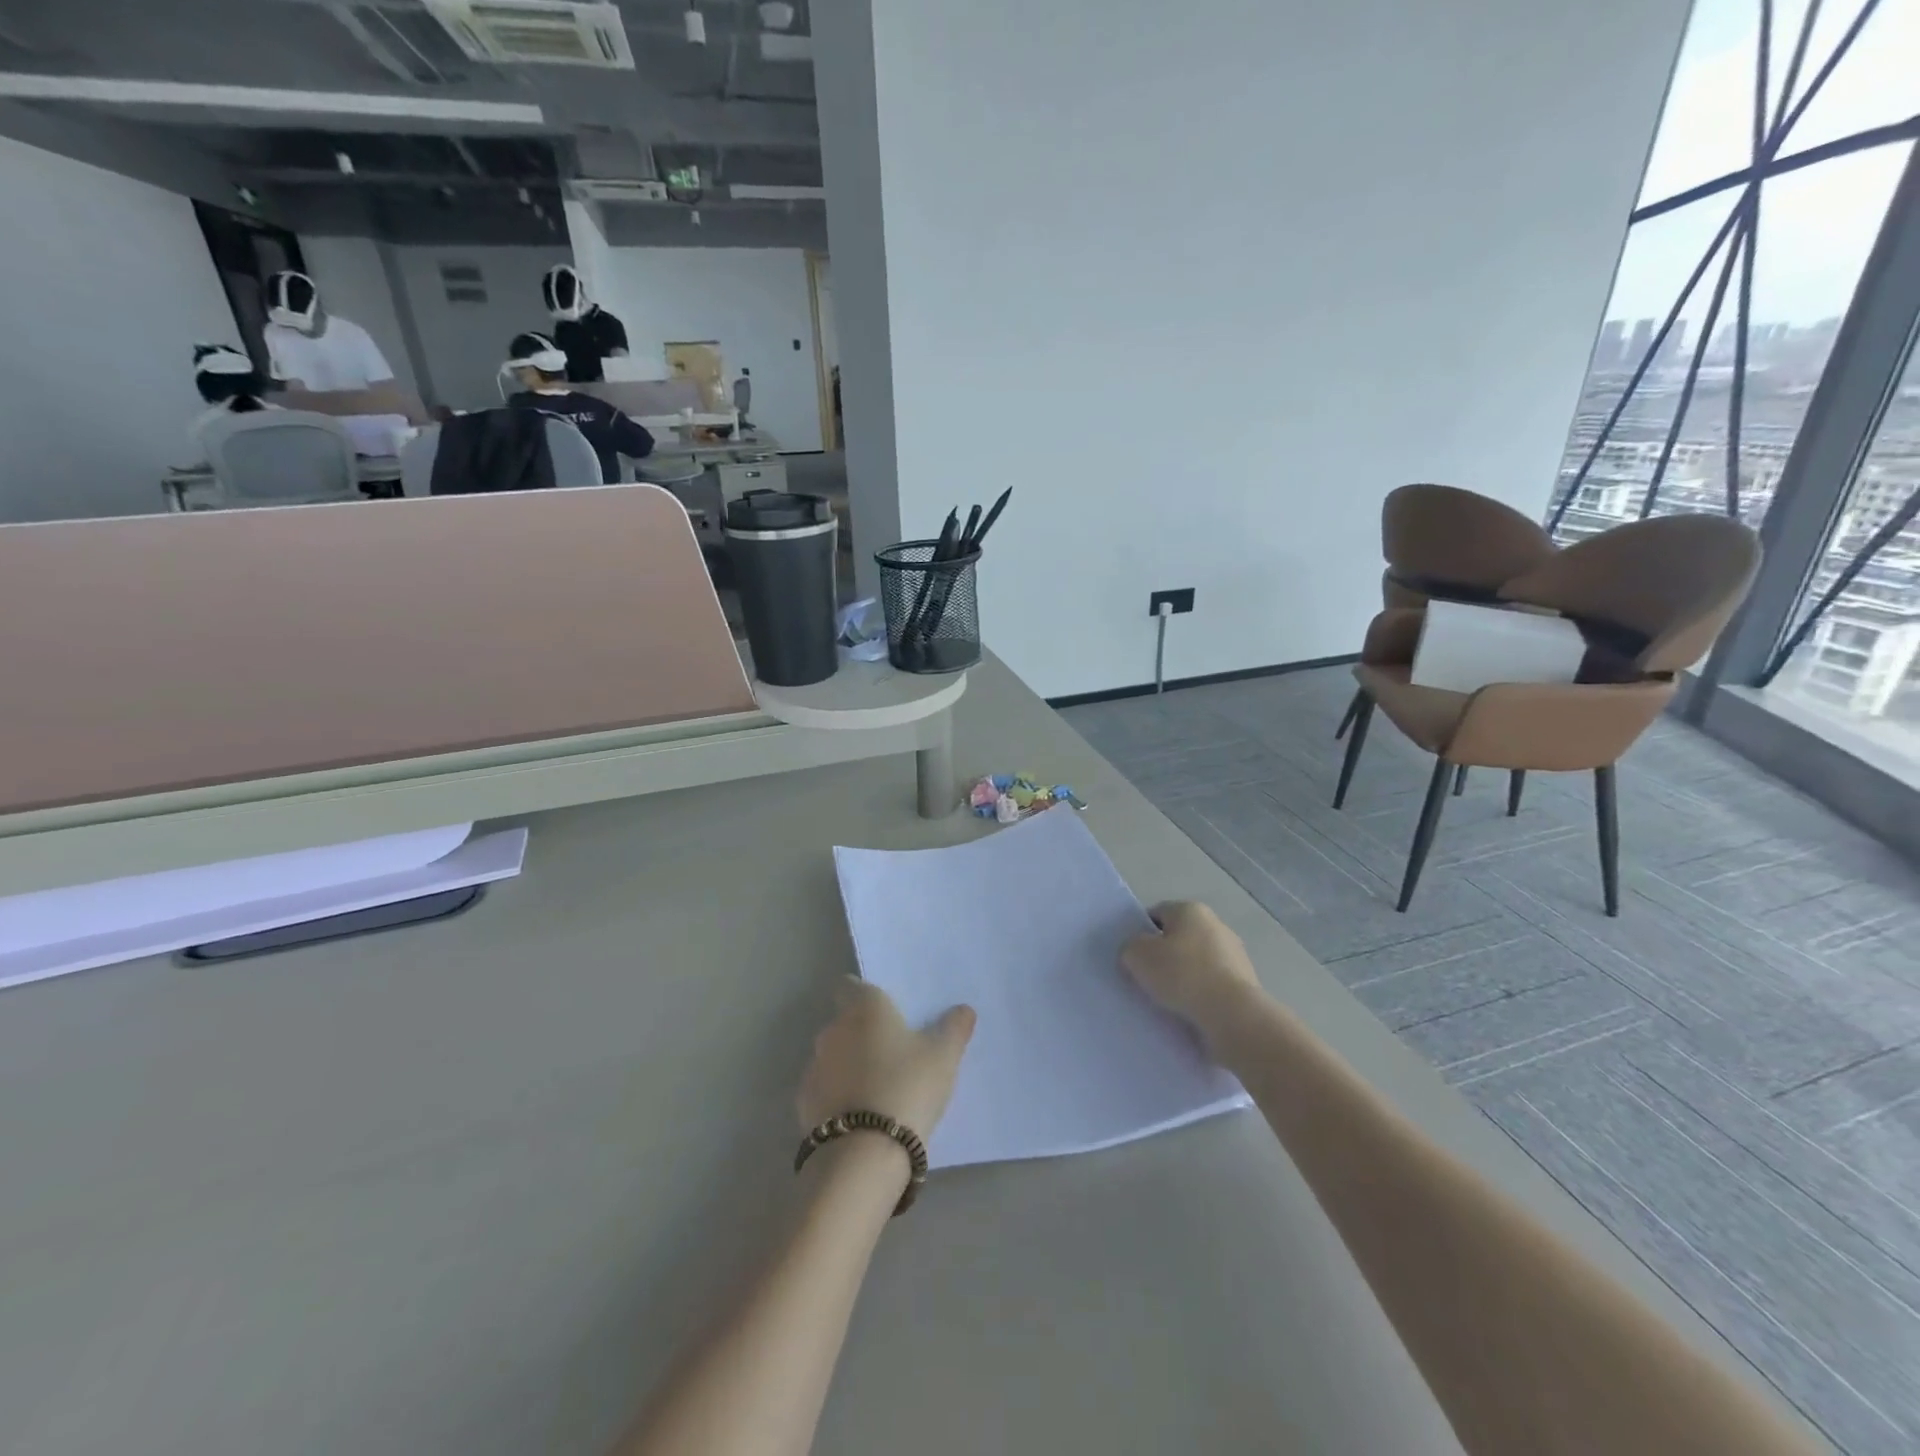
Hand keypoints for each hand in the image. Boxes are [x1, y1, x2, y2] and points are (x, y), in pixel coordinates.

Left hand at [798, 980, 974, 1140]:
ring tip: (878, 1090)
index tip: (884, 1012)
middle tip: (893, 1055)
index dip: (864, 995)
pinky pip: (825, 1090)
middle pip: (844, 1022)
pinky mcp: (804, 1104)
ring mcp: (814, 1067)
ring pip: (833, 1057)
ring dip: (849, 1066)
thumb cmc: (907, 1087)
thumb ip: (954, 1028)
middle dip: (862, 1034)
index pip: (850, 986)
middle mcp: (833, 1029)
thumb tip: (964, 1010)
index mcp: (864, 1008)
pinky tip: (860, 1117)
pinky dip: (838, 1097)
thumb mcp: (943, 1056)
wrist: (864, 1154)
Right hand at [1122, 901, 1264, 1035]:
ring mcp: (1235, 955)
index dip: (1141, 933)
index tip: (1134, 958)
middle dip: (1164, 956)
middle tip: (1147, 979)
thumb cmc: (1182, 974)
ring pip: (1197, 963)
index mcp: (1190, 910)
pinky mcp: (1246, 984)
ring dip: (1184, 978)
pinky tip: (1190, 1012)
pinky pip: (1212, 986)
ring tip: (1168, 1001)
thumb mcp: (1137, 956)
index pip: (1157, 913)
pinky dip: (1201, 996)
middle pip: (1179, 938)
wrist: (1232, 1015)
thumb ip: (1130, 948)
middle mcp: (1216, 925)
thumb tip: (1136, 953)